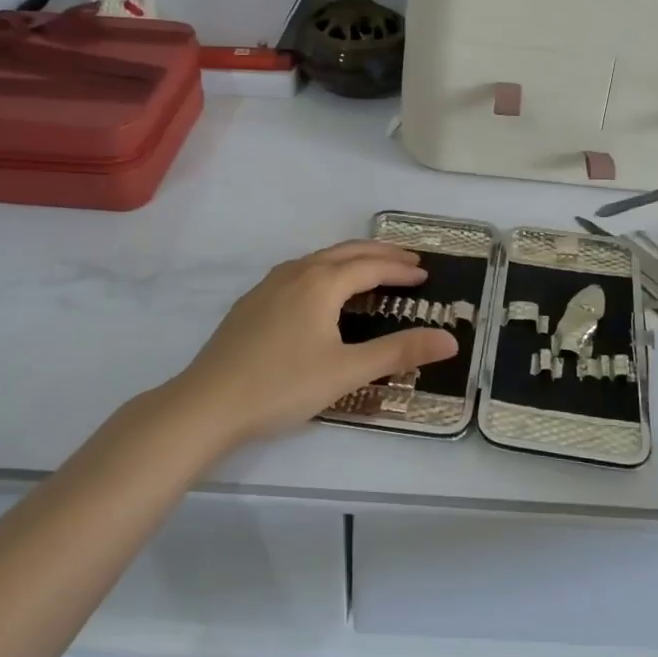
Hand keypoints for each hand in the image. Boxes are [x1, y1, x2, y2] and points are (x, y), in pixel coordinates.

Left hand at [171, 240, 458, 444]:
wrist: (206, 404)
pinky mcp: (252, 303)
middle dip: (379, 254)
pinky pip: (299, 272)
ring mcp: (268, 286)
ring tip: (372, 270)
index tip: (425, 274)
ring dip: (351, 260)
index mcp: (320, 283)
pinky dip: (325, 271)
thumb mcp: (347, 372)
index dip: (400, 269)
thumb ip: (399, 352)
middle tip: (408, 262)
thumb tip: (450, 339)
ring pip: (319, 259)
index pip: (370, 266)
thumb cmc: (282, 386)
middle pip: (345, 252)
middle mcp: (295, 273)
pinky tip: (321, 292)